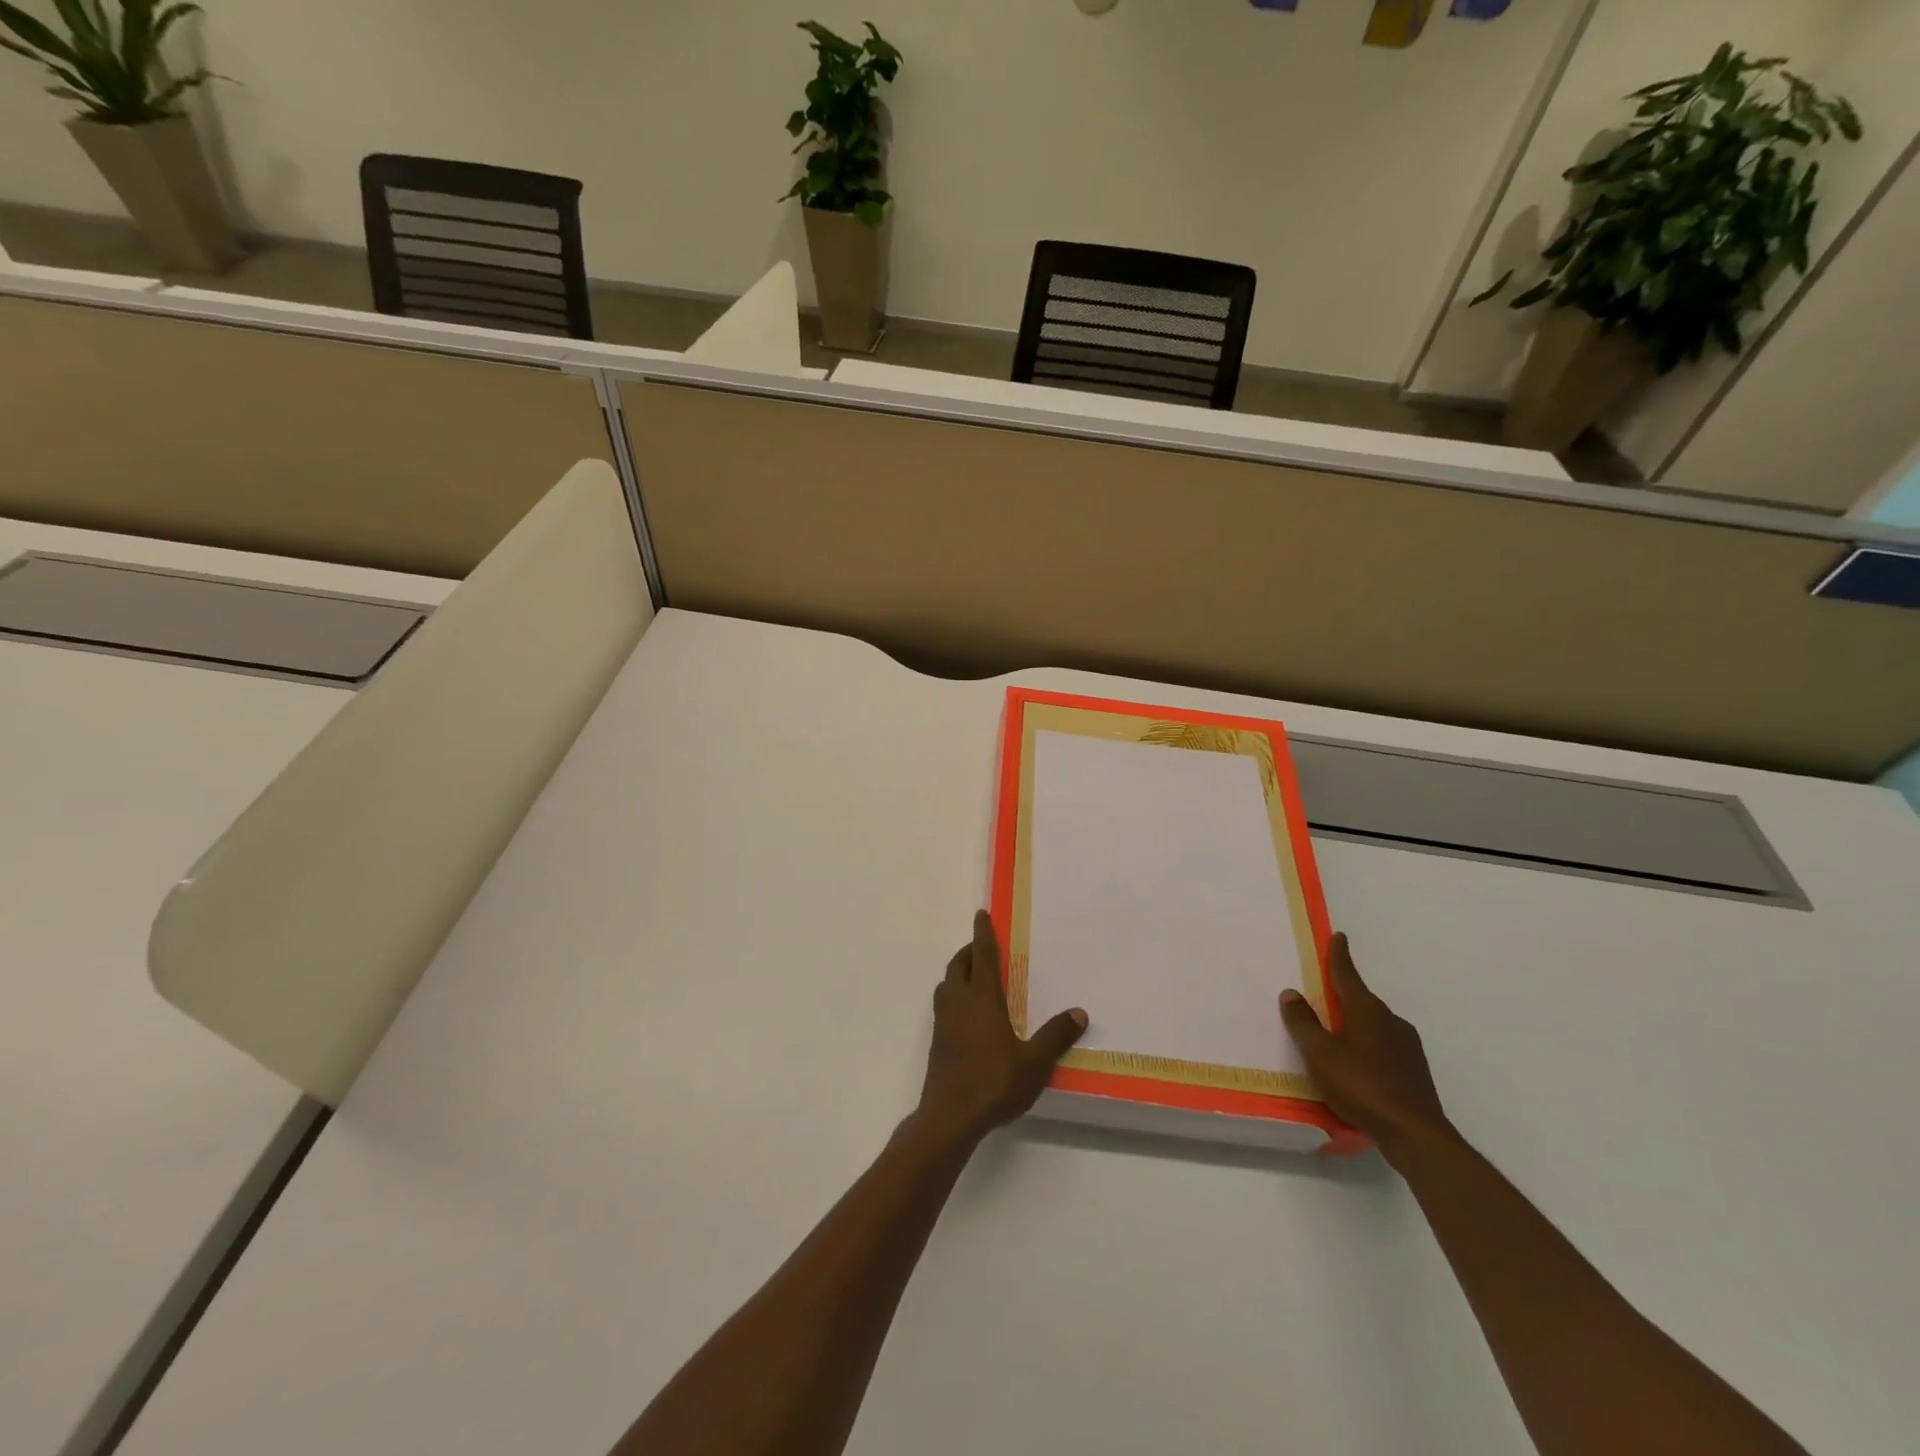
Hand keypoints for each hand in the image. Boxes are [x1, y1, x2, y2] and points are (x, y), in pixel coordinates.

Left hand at [916, 911, 1087, 1145]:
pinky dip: (954, 996)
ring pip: (947, 984)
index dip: (982, 933)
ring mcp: (943, 1022)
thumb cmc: (993, 1081)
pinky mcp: (937, 1041)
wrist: (950, 1116)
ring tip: (974, 977)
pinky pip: (943, 1006)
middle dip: (969, 951)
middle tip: (982, 947)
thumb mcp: (1034, 1062)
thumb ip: (1055, 1036)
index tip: (981, 914)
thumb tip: (1079, 1012)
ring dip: (958, 973)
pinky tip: (967, 1015)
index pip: (981, 955)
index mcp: (981, 997)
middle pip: (958, 965)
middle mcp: (958, 1002)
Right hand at [1280, 933, 1451, 1157]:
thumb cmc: (1362, 1086)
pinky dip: (1367, 1047)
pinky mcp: (1415, 1071)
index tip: (1339, 936)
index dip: (1339, 955)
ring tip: (1334, 1037)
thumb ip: (1303, 1023)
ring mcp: (1407, 1047)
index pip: (1348, 974)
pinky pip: (1384, 1046)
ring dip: (1354, 1024)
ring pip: (1374, 1025)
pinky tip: (1356, 1067)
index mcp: (1366, 1010)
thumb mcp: (1320, 1054)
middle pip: (1361, 1000)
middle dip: (1342, 995)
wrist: (1416, 1135)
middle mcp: (1390, 1021)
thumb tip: (1291, 993)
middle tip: (1322, 994)